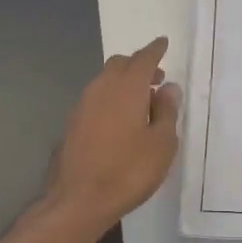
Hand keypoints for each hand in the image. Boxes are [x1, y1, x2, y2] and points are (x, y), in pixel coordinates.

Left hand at [42, 36, 182, 238]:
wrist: (79, 200)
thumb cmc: (128, 170)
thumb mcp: (162, 143)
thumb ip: (167, 112)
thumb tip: (168, 88)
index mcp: (126, 87)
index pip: (143, 58)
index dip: (155, 50)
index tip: (163, 43)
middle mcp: (101, 88)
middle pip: (120, 65)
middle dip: (138, 65)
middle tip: (157, 78)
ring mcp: (82, 105)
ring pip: (105, 81)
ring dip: (123, 83)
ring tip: (142, 102)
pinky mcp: (73, 124)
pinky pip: (96, 99)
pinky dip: (111, 99)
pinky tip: (120, 120)